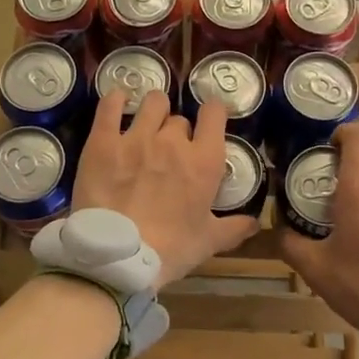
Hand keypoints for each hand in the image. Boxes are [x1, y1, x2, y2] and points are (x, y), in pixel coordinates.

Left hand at [71, 89, 258, 286]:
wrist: (117, 258)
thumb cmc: (169, 250)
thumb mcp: (207, 242)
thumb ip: (234, 228)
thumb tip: (255, 223)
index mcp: (203, 161)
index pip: (215, 113)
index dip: (212, 114)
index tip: (208, 122)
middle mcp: (173, 141)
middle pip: (179, 119)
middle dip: (176, 131)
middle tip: (168, 151)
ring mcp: (136, 137)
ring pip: (152, 103)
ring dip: (152, 110)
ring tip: (146, 124)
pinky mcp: (103, 141)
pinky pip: (110, 105)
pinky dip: (115, 99)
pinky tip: (118, 101)